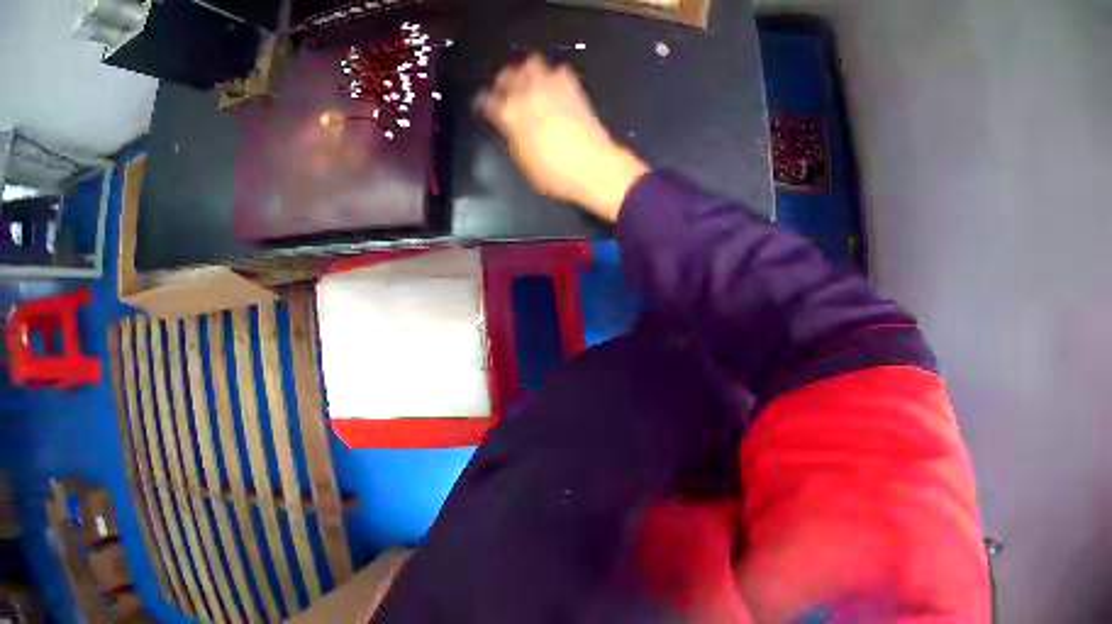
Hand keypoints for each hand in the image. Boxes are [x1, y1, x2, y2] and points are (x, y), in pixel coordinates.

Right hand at [477, 54, 648, 222]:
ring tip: (526, 72)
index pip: (488, 100)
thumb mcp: (522, 158)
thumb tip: (507, 124)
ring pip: (533, 65)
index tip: (484, 102)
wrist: (594, 166)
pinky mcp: (574, 90)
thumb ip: (511, 134)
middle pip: (509, 75)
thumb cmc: (555, 171)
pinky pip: (561, 71)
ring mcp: (552, 90)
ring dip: (527, 68)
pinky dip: (555, 72)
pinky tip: (554, 77)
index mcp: (510, 115)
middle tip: (503, 81)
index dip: (483, 100)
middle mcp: (528, 96)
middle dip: (504, 77)